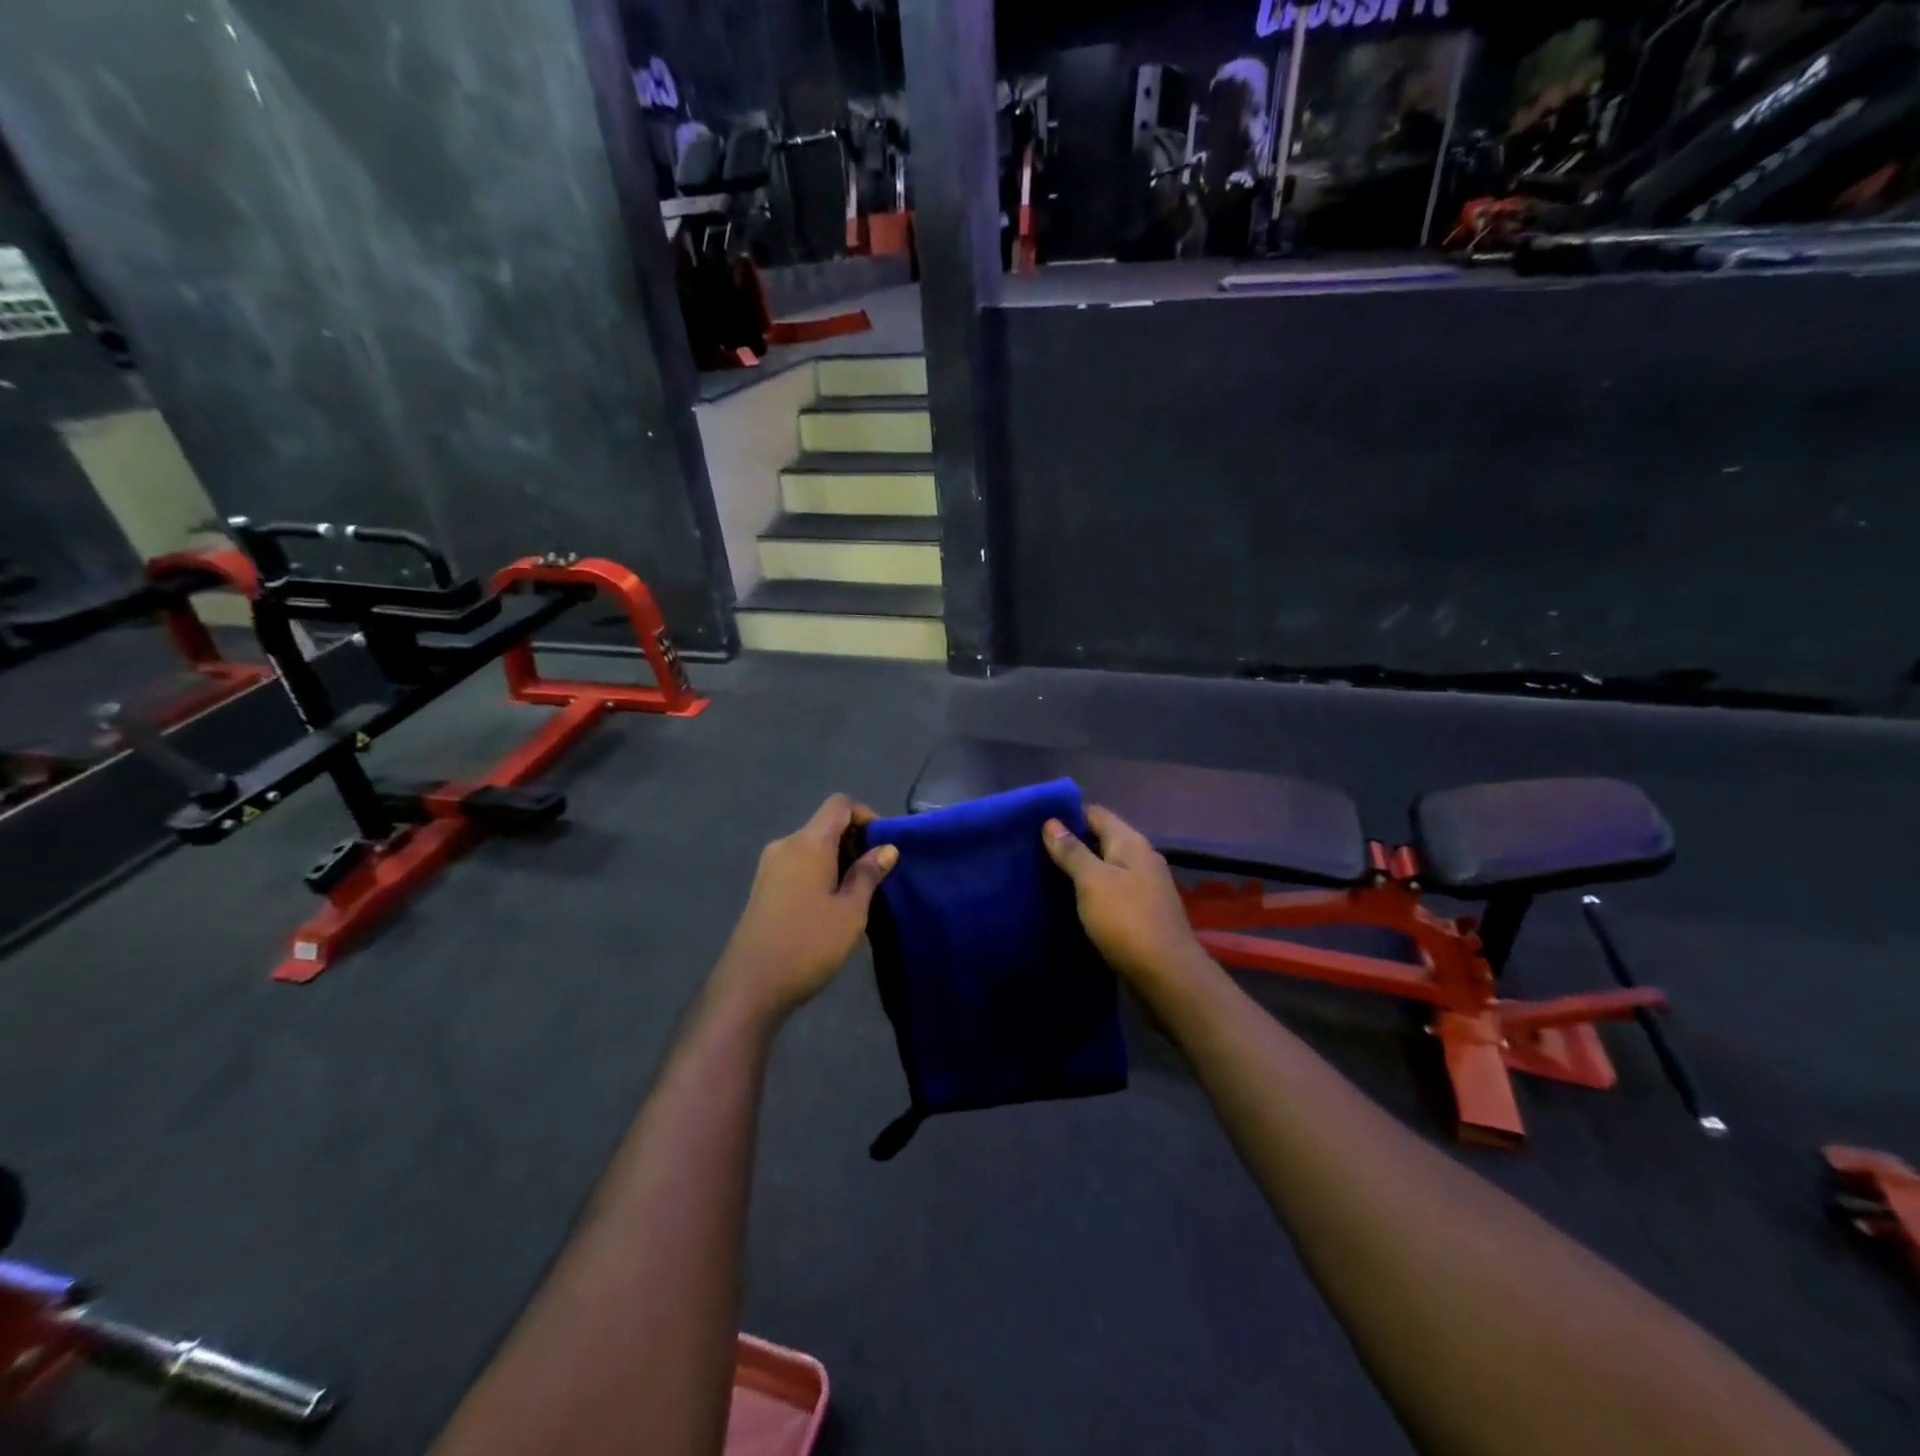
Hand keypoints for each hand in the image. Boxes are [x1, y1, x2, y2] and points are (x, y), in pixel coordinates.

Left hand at [712, 794, 897, 1020]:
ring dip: (837, 860)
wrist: (750, 986)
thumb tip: (886, 848)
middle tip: (876, 876)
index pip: (839, 804)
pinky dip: (818, 873)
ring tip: (855, 895)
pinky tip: (828, 907)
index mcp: (809, 842)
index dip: (865, 815)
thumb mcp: (851, 911)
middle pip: (825, 825)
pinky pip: (797, 866)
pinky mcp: (762, 888)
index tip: (883, 845)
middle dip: (854, 841)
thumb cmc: (808, 944)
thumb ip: (868, 874)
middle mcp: (785, 845)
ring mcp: (769, 867)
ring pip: (811, 847)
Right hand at [1043, 805, 1209, 994]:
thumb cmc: (1126, 920)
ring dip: (1081, 870)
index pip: (1096, 814)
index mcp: (1131, 843)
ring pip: (1107, 867)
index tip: (1037, 824)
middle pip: (1102, 839)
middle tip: (1034, 852)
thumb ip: (1072, 851)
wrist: (1167, 975)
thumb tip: (1051, 822)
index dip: (1068, 815)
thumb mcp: (1092, 881)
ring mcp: (1145, 887)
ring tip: (1046, 876)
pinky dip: (1092, 892)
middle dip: (1072, 843)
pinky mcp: (1143, 912)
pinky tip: (1072, 903)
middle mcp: (1142, 858)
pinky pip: (1112, 891)